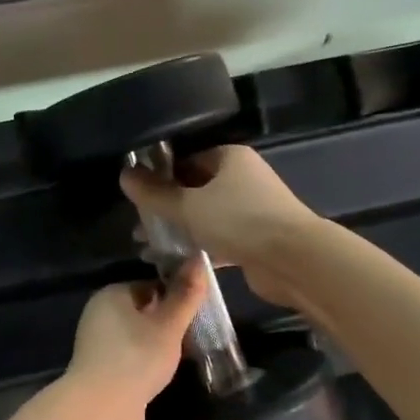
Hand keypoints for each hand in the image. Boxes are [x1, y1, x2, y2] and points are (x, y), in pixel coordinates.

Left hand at [61, 265, 208, 419]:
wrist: (101, 411)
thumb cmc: (137, 358)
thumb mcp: (168, 325)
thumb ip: (185, 295)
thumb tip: (200, 259)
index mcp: (111, 295)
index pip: (150, 284)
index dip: (175, 295)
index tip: (199, 310)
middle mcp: (100, 314)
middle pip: (143, 310)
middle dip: (168, 321)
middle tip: (196, 333)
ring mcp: (98, 344)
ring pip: (138, 336)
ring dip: (159, 344)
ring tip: (185, 354)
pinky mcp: (101, 370)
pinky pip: (131, 357)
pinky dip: (147, 362)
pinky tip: (164, 374)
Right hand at [120, 145, 322, 308]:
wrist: (294, 260)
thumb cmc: (239, 221)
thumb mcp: (188, 206)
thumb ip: (155, 194)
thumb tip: (124, 174)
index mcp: (230, 158)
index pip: (187, 160)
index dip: (161, 177)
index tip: (138, 198)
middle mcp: (243, 178)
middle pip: (196, 189)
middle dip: (167, 208)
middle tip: (140, 227)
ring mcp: (253, 210)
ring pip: (207, 216)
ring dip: (181, 230)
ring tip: (150, 247)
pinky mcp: (257, 239)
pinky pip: (221, 239)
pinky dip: (201, 247)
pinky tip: (177, 261)